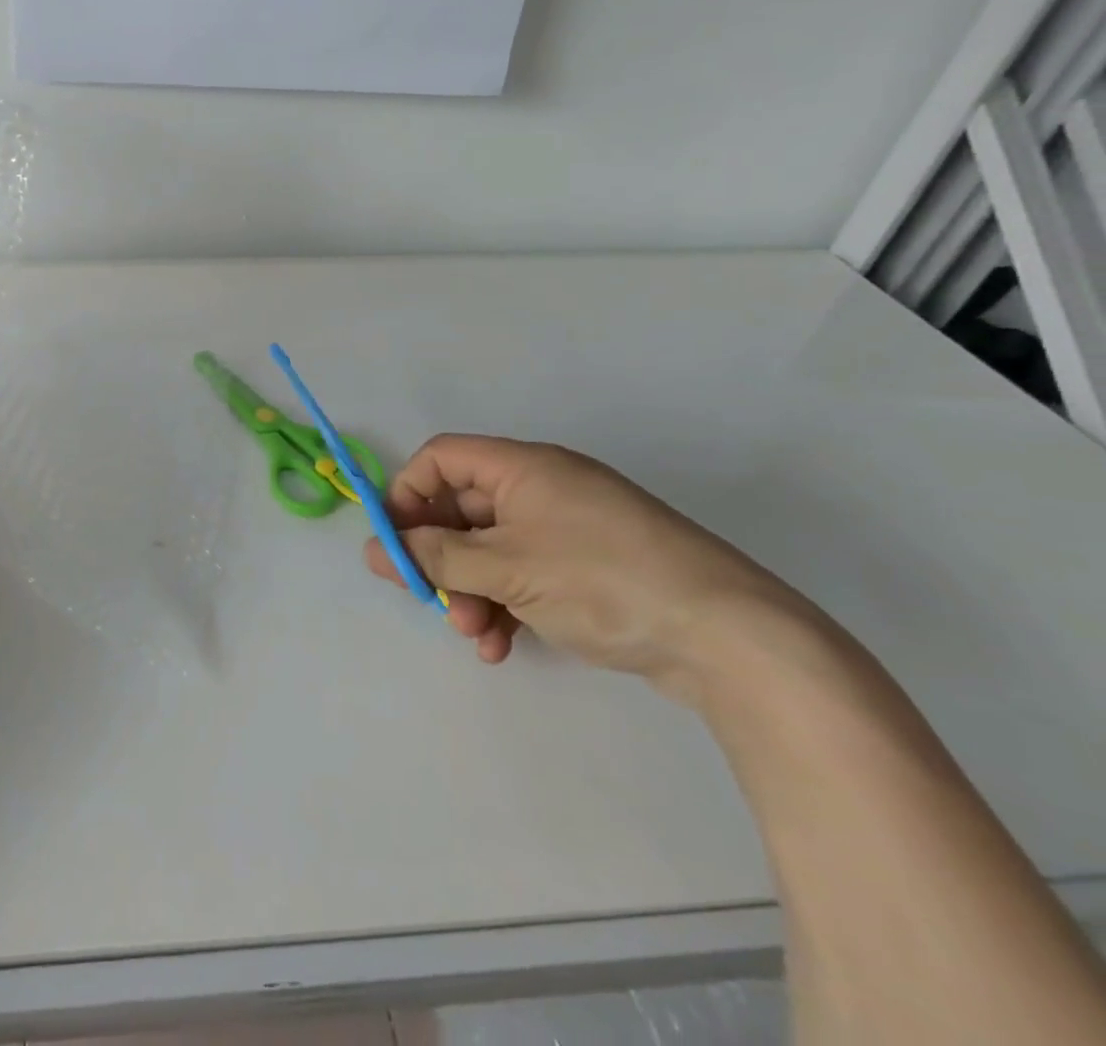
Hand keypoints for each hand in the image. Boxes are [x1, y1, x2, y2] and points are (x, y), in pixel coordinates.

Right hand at [365, 435, 808, 703]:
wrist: (729, 638)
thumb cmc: (602, 581)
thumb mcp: (506, 569)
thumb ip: (435, 557)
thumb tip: (376, 549)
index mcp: (522, 468)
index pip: (441, 459)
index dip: (409, 494)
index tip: (394, 543)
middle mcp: (541, 488)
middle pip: (462, 508)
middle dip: (440, 557)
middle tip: (430, 599)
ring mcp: (567, 529)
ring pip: (490, 548)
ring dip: (469, 589)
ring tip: (474, 634)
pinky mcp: (587, 568)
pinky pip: (524, 574)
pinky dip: (504, 604)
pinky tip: (501, 646)